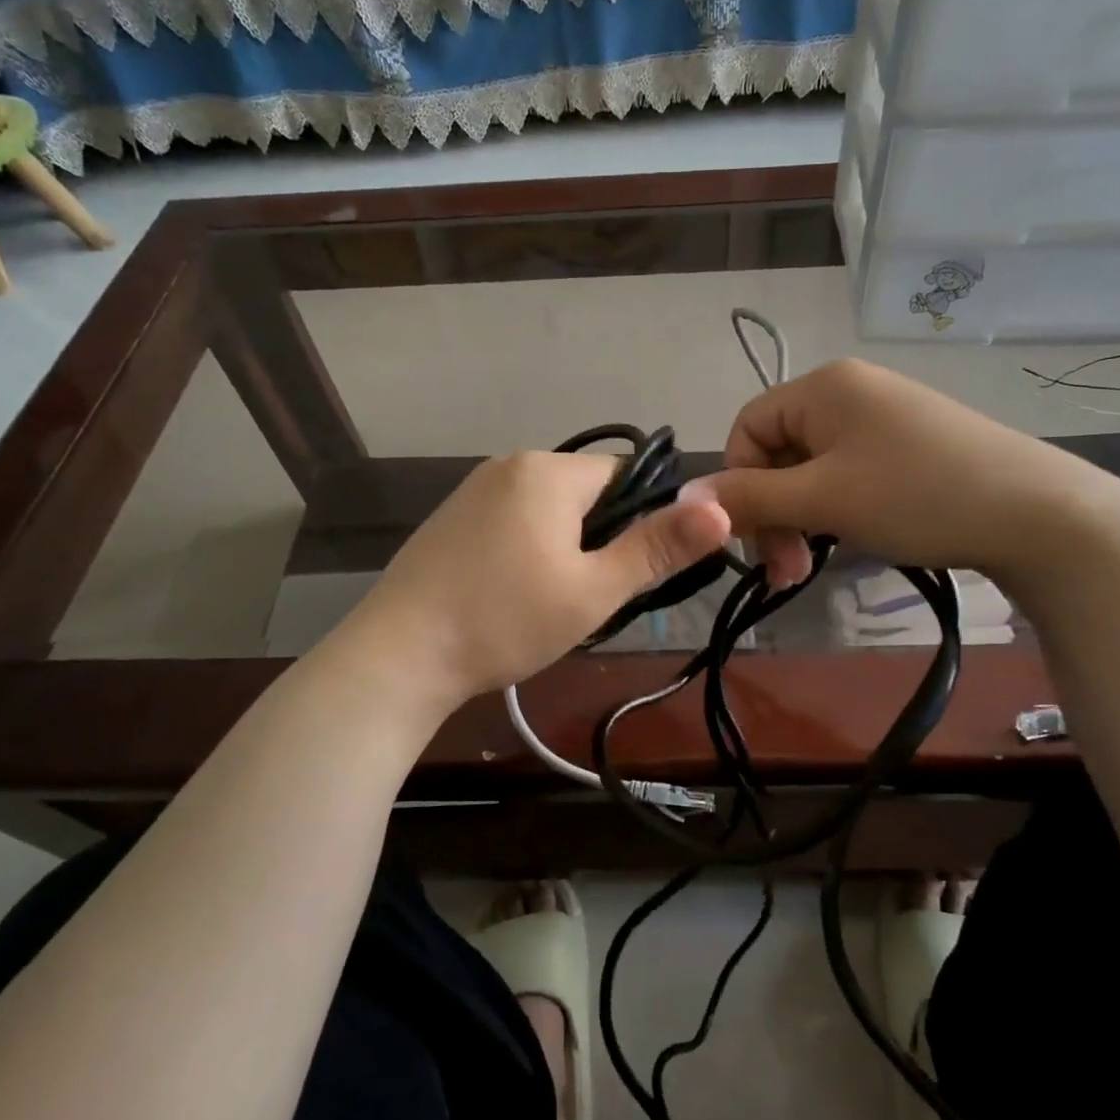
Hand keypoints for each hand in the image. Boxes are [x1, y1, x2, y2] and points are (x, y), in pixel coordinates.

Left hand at [354, 451, 730, 705]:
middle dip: (599, 540)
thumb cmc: (505, 620)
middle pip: (584, 493)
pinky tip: (511, 596)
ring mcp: (472, 490)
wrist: (399, 655)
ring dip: (564, 549)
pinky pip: (511, 522)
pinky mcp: (450, 519)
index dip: (641, 522)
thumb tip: (720, 508)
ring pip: (547, 511)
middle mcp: (509, 464)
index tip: (629, 572)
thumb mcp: (594, 590)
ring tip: (550, 603)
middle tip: (588, 597)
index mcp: (548, 470)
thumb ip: (658, 547)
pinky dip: (526, 552)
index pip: (624, 476)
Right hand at [690, 359, 1094, 588]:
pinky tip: (850, 540)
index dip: (738, 485)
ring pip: (811, 470)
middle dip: (772, 512)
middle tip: (786, 570)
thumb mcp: (822, 499)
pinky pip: (847, 475)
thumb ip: (749, 498)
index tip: (754, 539)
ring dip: (801, 519)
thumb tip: (682, 497)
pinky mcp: (910, 446)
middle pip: (777, 452)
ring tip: (811, 567)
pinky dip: (835, 511)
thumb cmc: (916, 496)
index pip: (746, 429)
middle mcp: (849, 391)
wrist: (1038, 514)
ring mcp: (883, 418)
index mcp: (822, 386)